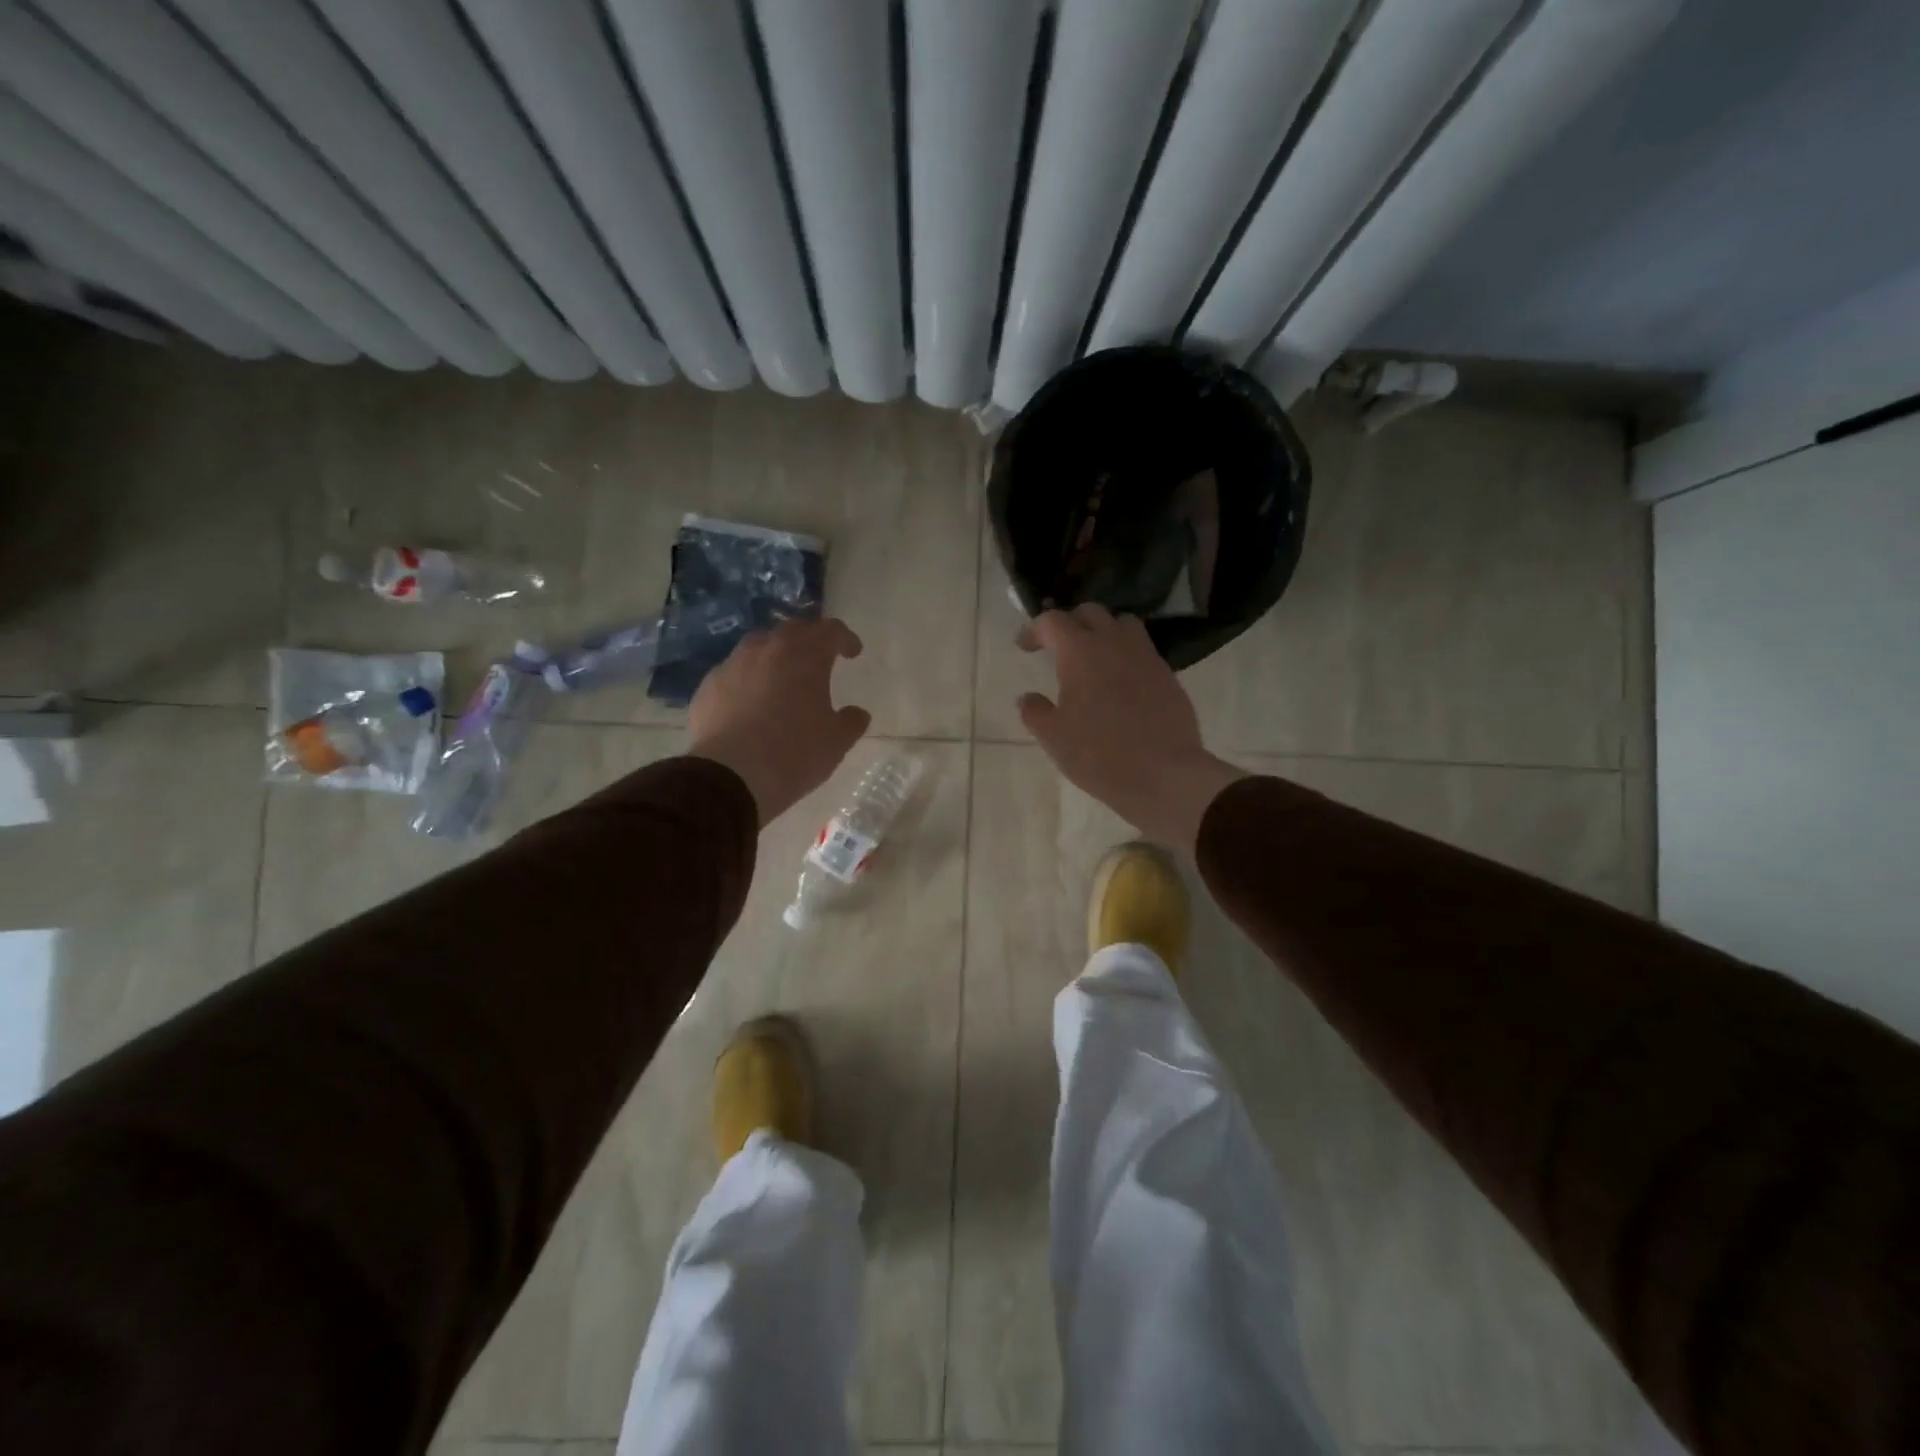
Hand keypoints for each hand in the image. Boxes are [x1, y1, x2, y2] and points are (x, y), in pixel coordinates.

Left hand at [688, 617, 870, 824]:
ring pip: (758, 646)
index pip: (830, 630)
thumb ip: (851, 721)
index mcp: (805, 655)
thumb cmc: (794, 753)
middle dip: (809, 640)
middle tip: (819, 659)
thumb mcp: (836, 742)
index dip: (844, 638)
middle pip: (792, 630)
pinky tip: (750, 703)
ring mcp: (732, 664)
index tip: (852, 652)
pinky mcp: (707, 686)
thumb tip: (857, 713)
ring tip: (782, 678)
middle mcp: (767, 649)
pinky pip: (734, 672)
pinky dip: (748, 679)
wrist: (730, 777)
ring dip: (775, 655)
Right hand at [1018, 605, 1244, 852]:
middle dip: (1069, 623)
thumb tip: (1027, 698)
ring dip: (1103, 631)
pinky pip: (1142, 649)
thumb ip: (1035, 712)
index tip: (1024, 646)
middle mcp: (1114, 643)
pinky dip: (1125, 654)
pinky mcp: (1167, 674)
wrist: (1164, 774)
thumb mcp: (1054, 738)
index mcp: (1080, 651)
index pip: (1052, 621)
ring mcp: (1146, 656)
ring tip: (1093, 657)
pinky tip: (1119, 681)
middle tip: (1057, 647)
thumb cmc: (1099, 754)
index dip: (1034, 629)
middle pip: (1090, 613)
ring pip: (1122, 624)